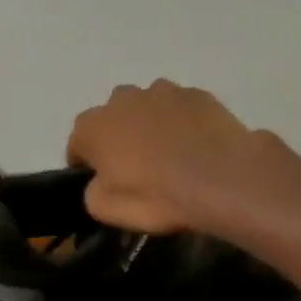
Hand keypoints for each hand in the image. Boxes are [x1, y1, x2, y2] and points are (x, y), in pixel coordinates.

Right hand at [67, 80, 283, 234]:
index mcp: (93, 126)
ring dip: (150, 126)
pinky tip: (195, 147)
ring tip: (170, 155)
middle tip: (137, 168)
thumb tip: (99, 182)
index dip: (86, 165)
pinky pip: (180, 109)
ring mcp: (162, 91)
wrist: (223, 178)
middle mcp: (123, 98)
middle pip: (112, 119)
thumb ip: (92, 192)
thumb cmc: (158, 196)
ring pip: (147, 108)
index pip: (77, 144)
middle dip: (118, 138)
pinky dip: (181, 123)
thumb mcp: (108, 210)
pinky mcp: (197, 94)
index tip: (101, 182)